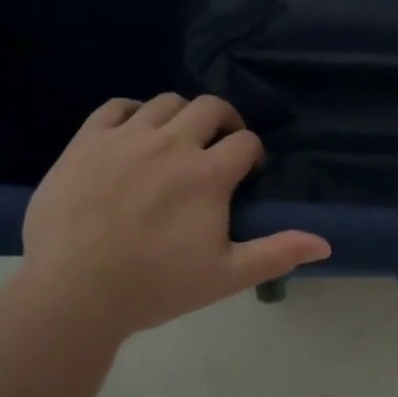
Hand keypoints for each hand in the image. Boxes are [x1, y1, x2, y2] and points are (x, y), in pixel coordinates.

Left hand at [16, 94, 329, 339]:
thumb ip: (276, 253)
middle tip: (217, 148)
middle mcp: (172, 143)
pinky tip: (133, 135)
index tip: (245, 173)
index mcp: (207, 174)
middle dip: (223, 122)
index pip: (245, 141)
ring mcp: (126, 137)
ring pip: (166, 102)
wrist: (72, 294)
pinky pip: (117, 106)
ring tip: (176, 141)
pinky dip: (132, 113)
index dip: (252, 154)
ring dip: (181, 116)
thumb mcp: (224, 276)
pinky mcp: (88, 140)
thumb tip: (325, 243)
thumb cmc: (154, 287)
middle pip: (211, 107)